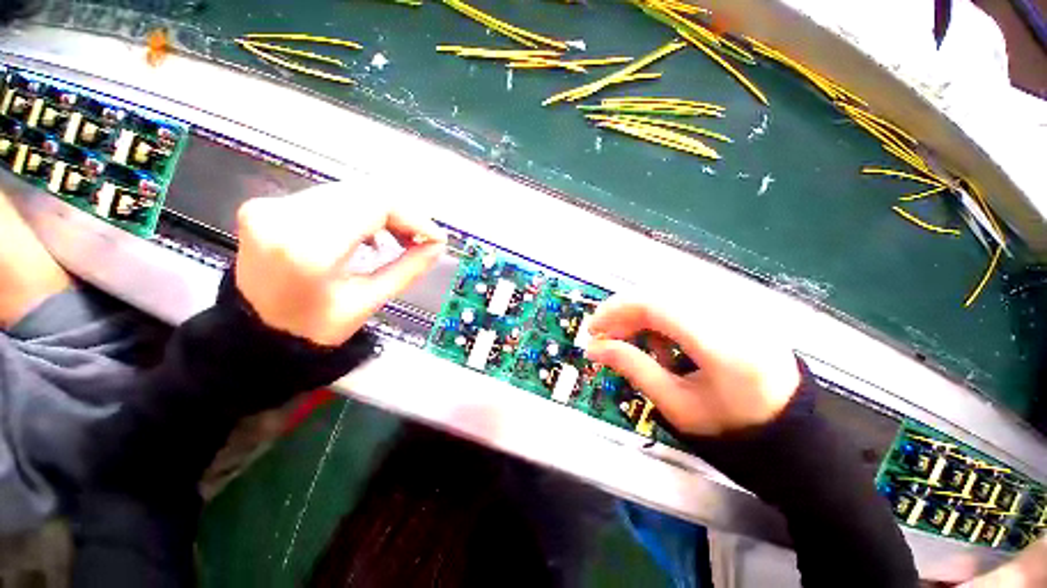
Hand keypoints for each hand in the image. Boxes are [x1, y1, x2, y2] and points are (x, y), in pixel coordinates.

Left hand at [235, 183, 445, 345]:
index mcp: (310, 248)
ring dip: (383, 212)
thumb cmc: (314, 327)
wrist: (255, 332)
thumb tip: (437, 246)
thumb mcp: (369, 301)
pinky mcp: (268, 206)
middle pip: (364, 192)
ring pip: (349, 191)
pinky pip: (330, 197)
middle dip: (402, 214)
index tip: (434, 237)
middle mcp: (284, 217)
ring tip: (398, 239)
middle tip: (420, 239)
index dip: (414, 217)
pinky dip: (359, 212)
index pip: (376, 204)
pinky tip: (368, 234)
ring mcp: (271, 207)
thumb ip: (408, 269)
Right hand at [584, 295, 800, 435]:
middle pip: (660, 295)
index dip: (616, 310)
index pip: (656, 305)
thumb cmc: (732, 427)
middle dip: (624, 313)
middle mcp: (733, 314)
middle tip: (607, 338)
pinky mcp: (736, 309)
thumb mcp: (676, 405)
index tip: (593, 330)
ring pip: (669, 295)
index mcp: (723, 344)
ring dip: (641, 315)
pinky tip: (661, 341)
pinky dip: (662, 317)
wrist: (790, 430)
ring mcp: (738, 308)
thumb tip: (593, 348)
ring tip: (633, 343)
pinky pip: (685, 302)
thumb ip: (633, 367)